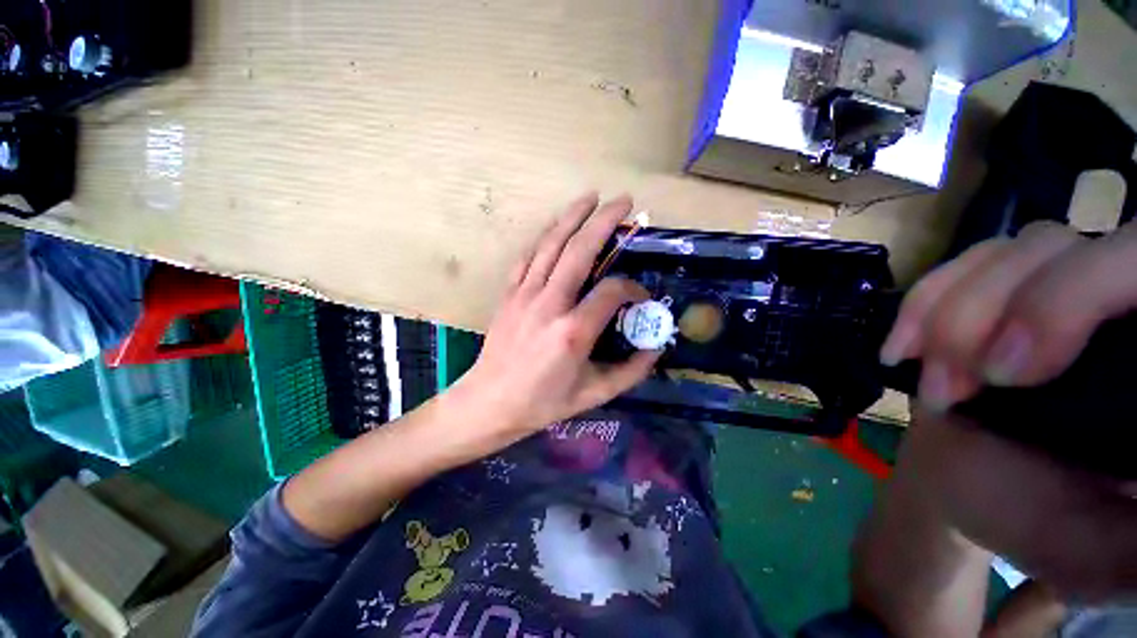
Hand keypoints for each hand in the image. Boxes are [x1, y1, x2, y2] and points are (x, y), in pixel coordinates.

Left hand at [450, 192, 660, 443]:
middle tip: (624, 200)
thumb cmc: (543, 402)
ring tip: (590, 197)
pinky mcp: (509, 294)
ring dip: (572, 217)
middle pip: (580, 250)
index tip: (641, 296)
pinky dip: (544, 239)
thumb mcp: (594, 395)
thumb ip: (631, 372)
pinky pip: (527, 257)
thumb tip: (656, 347)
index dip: (633, 288)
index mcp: (574, 331)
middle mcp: (550, 304)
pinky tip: (555, 229)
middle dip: (604, 221)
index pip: (612, 291)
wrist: (490, 402)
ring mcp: (525, 295)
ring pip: (551, 245)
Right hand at [877, 222, 1136, 601]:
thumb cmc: (1032, 520)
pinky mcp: (1005, 287)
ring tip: (933, 380)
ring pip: (1017, 250)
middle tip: (953, 388)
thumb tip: (1133, 483)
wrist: (968, 484)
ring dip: (952, 314)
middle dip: (995, 315)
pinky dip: (925, 301)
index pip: (1134, 270)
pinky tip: (903, 347)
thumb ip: (1131, 542)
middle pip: (1068, 251)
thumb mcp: (1092, 548)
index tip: (1004, 374)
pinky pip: (966, 262)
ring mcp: (1058, 287)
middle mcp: (1117, 310)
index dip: (1069, 300)